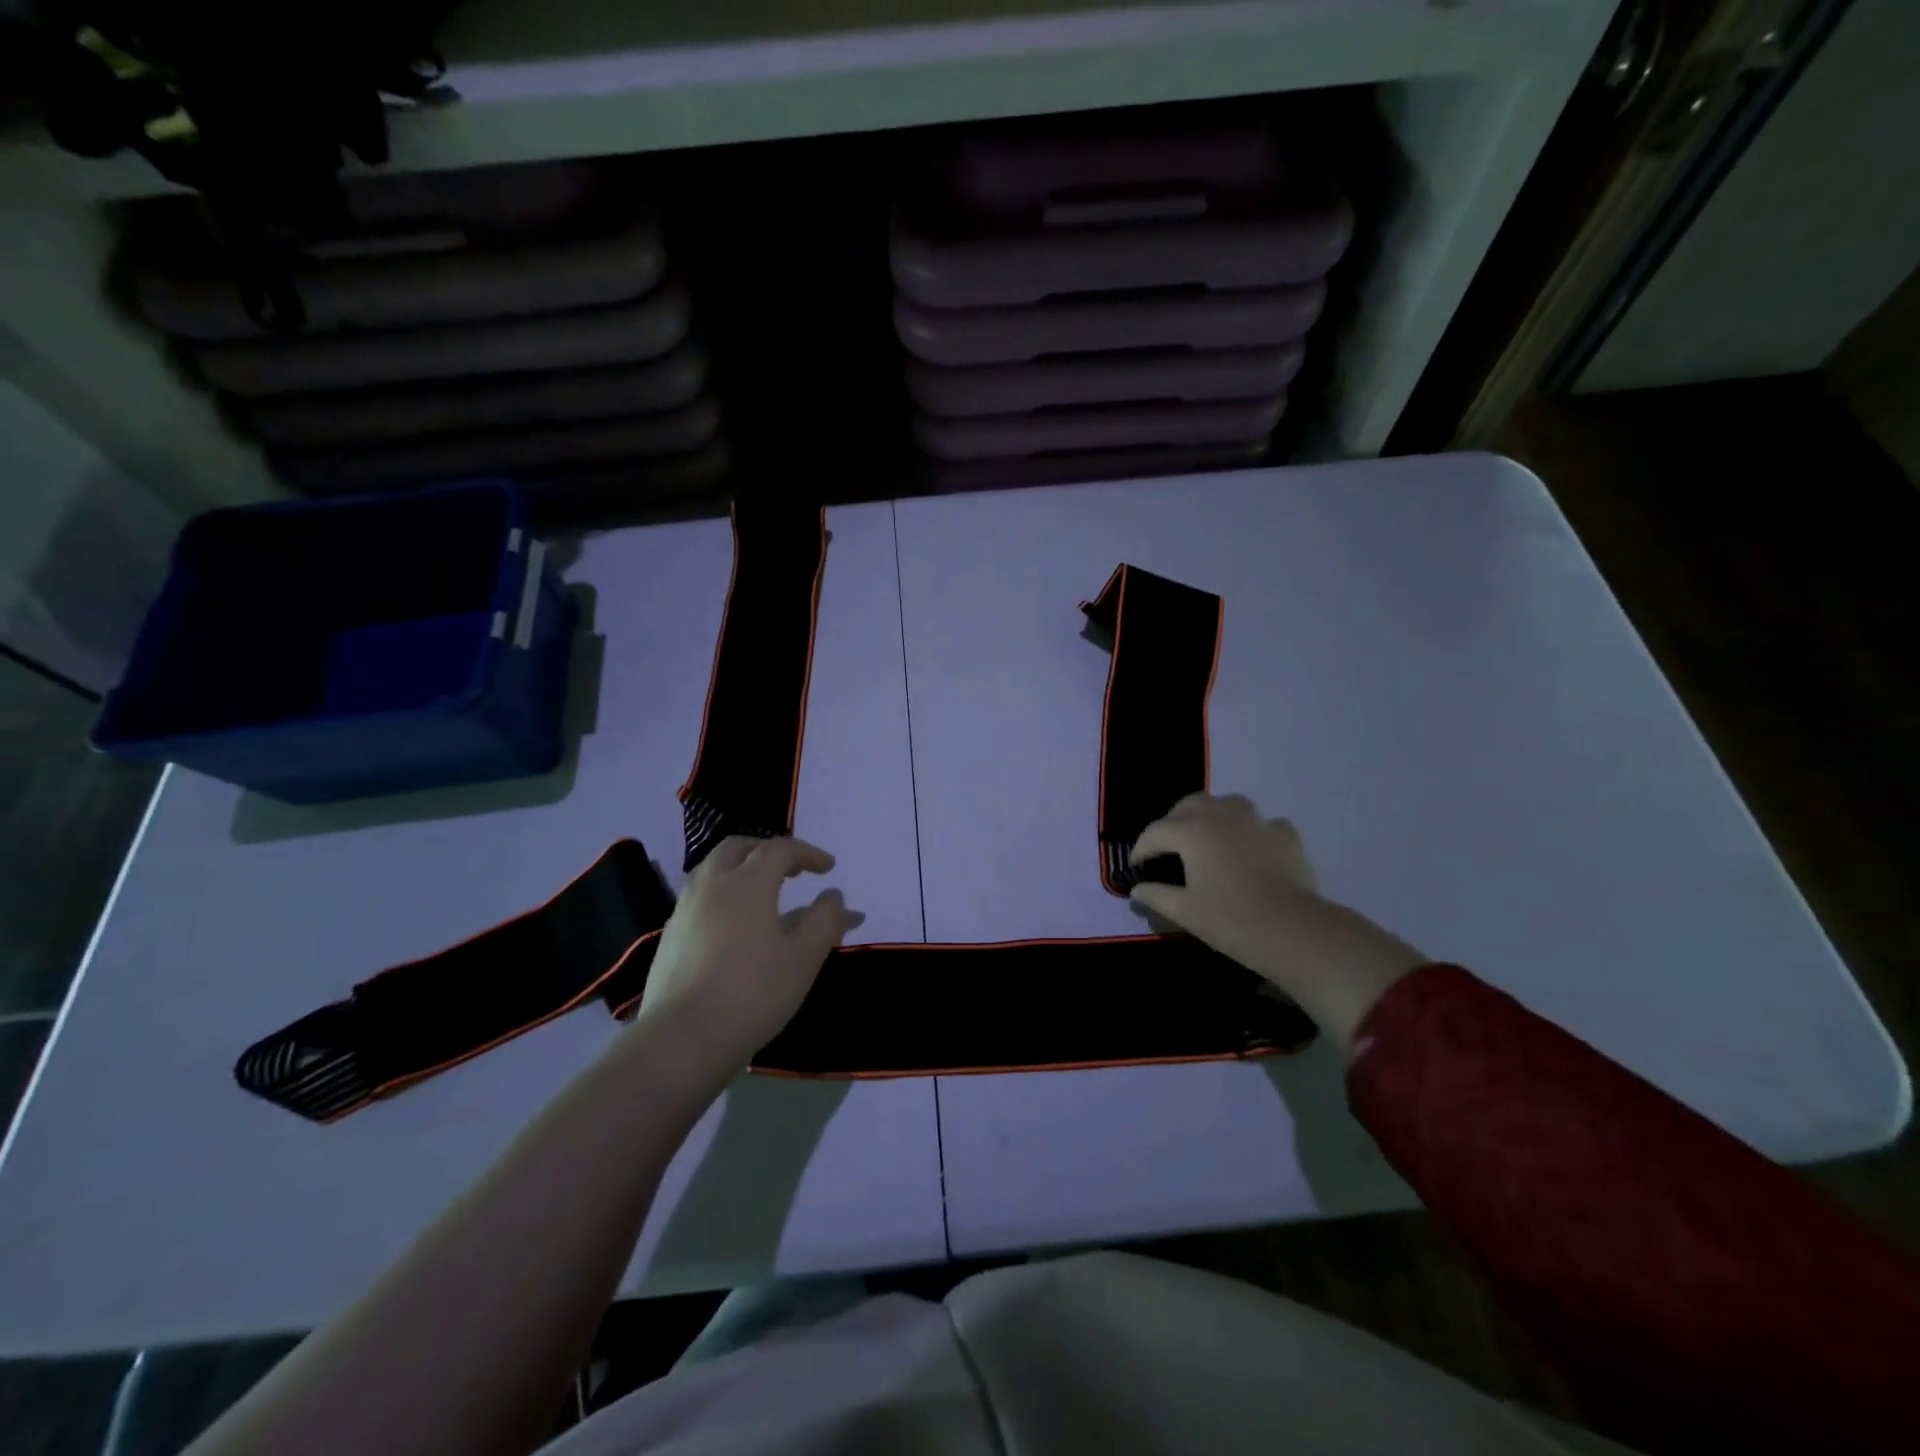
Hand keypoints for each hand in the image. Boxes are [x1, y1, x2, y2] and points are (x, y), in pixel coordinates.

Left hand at [627, 836, 862, 1086]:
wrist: (683, 1039)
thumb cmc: (753, 993)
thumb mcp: (804, 958)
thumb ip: (825, 920)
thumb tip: (833, 895)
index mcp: (748, 883)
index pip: (780, 849)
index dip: (808, 853)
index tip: (829, 868)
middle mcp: (713, 885)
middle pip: (739, 848)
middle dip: (769, 851)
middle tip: (792, 870)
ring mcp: (686, 909)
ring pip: (714, 869)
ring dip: (742, 868)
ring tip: (764, 891)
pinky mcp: (671, 935)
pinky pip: (701, 896)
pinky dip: (724, 893)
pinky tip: (736, 924)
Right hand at [1130, 795, 1425, 1051]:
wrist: (1294, 930)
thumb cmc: (1231, 920)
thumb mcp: (1185, 912)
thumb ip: (1156, 895)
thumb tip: (1137, 889)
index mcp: (1192, 831)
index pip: (1155, 832)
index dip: (1141, 849)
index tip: (1136, 868)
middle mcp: (1221, 815)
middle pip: (1189, 805)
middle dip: (1173, 822)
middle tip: (1167, 847)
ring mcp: (1257, 821)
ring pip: (1227, 803)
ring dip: (1211, 814)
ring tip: (1207, 836)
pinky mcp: (1285, 835)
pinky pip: (1262, 823)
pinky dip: (1251, 830)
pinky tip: (1250, 847)